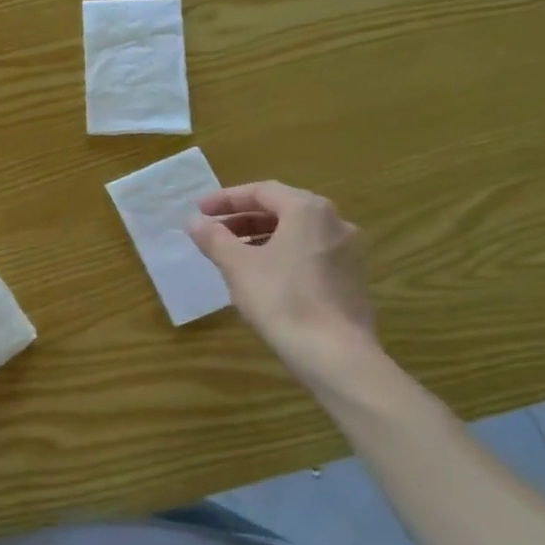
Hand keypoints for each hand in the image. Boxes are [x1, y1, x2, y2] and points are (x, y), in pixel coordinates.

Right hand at [187, 180, 376, 376]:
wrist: (334, 353)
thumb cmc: (281, 299)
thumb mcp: (237, 265)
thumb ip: (213, 238)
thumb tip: (194, 221)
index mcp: (308, 210)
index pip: (262, 191)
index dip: (226, 199)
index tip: (199, 210)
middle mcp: (334, 222)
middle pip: (282, 209)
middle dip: (243, 217)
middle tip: (212, 230)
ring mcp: (348, 251)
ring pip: (297, 232)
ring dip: (261, 236)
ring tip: (232, 252)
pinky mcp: (351, 277)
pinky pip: (309, 252)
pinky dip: (281, 253)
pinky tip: (261, 274)